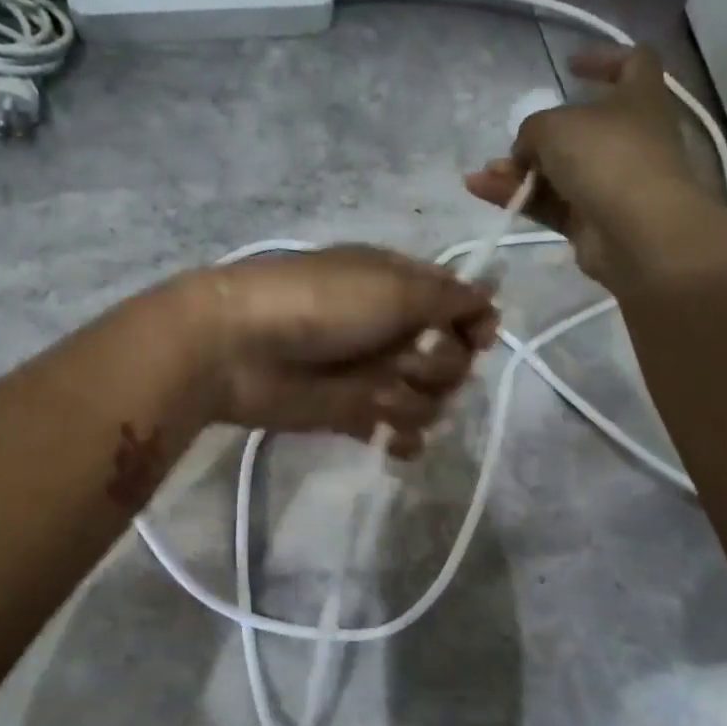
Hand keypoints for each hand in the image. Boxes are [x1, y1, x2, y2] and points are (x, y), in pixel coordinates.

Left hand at [182, 246, 496, 455]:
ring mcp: (372, 374)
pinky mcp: (352, 414)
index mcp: (400, 287)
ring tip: (379, 396)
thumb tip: (490, 300)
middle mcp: (392, 329)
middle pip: (452, 359)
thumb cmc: (319, 305)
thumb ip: (449, 297)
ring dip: (415, 401)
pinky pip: (399, 432)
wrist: (236, 348)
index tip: (476, 339)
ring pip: (429, 399)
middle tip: (411, 361)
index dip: (475, 325)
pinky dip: (403, 438)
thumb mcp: (392, 286)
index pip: (460, 307)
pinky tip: (394, 438)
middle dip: (442, 366)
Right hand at [465, 45, 702, 287]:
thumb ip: (531, 130)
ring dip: (520, 170)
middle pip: (583, 128)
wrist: (637, 231)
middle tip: (514, 141)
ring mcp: (612, 182)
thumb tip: (525, 152)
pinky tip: (482, 189)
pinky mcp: (592, 222)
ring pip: (559, 171)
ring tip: (485, 173)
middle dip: (542, 135)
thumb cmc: (606, 157)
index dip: (603, 58)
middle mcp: (630, 138)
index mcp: (639, 98)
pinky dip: (518, 197)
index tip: (569, 66)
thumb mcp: (554, 125)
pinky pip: (550, 203)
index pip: (634, 63)